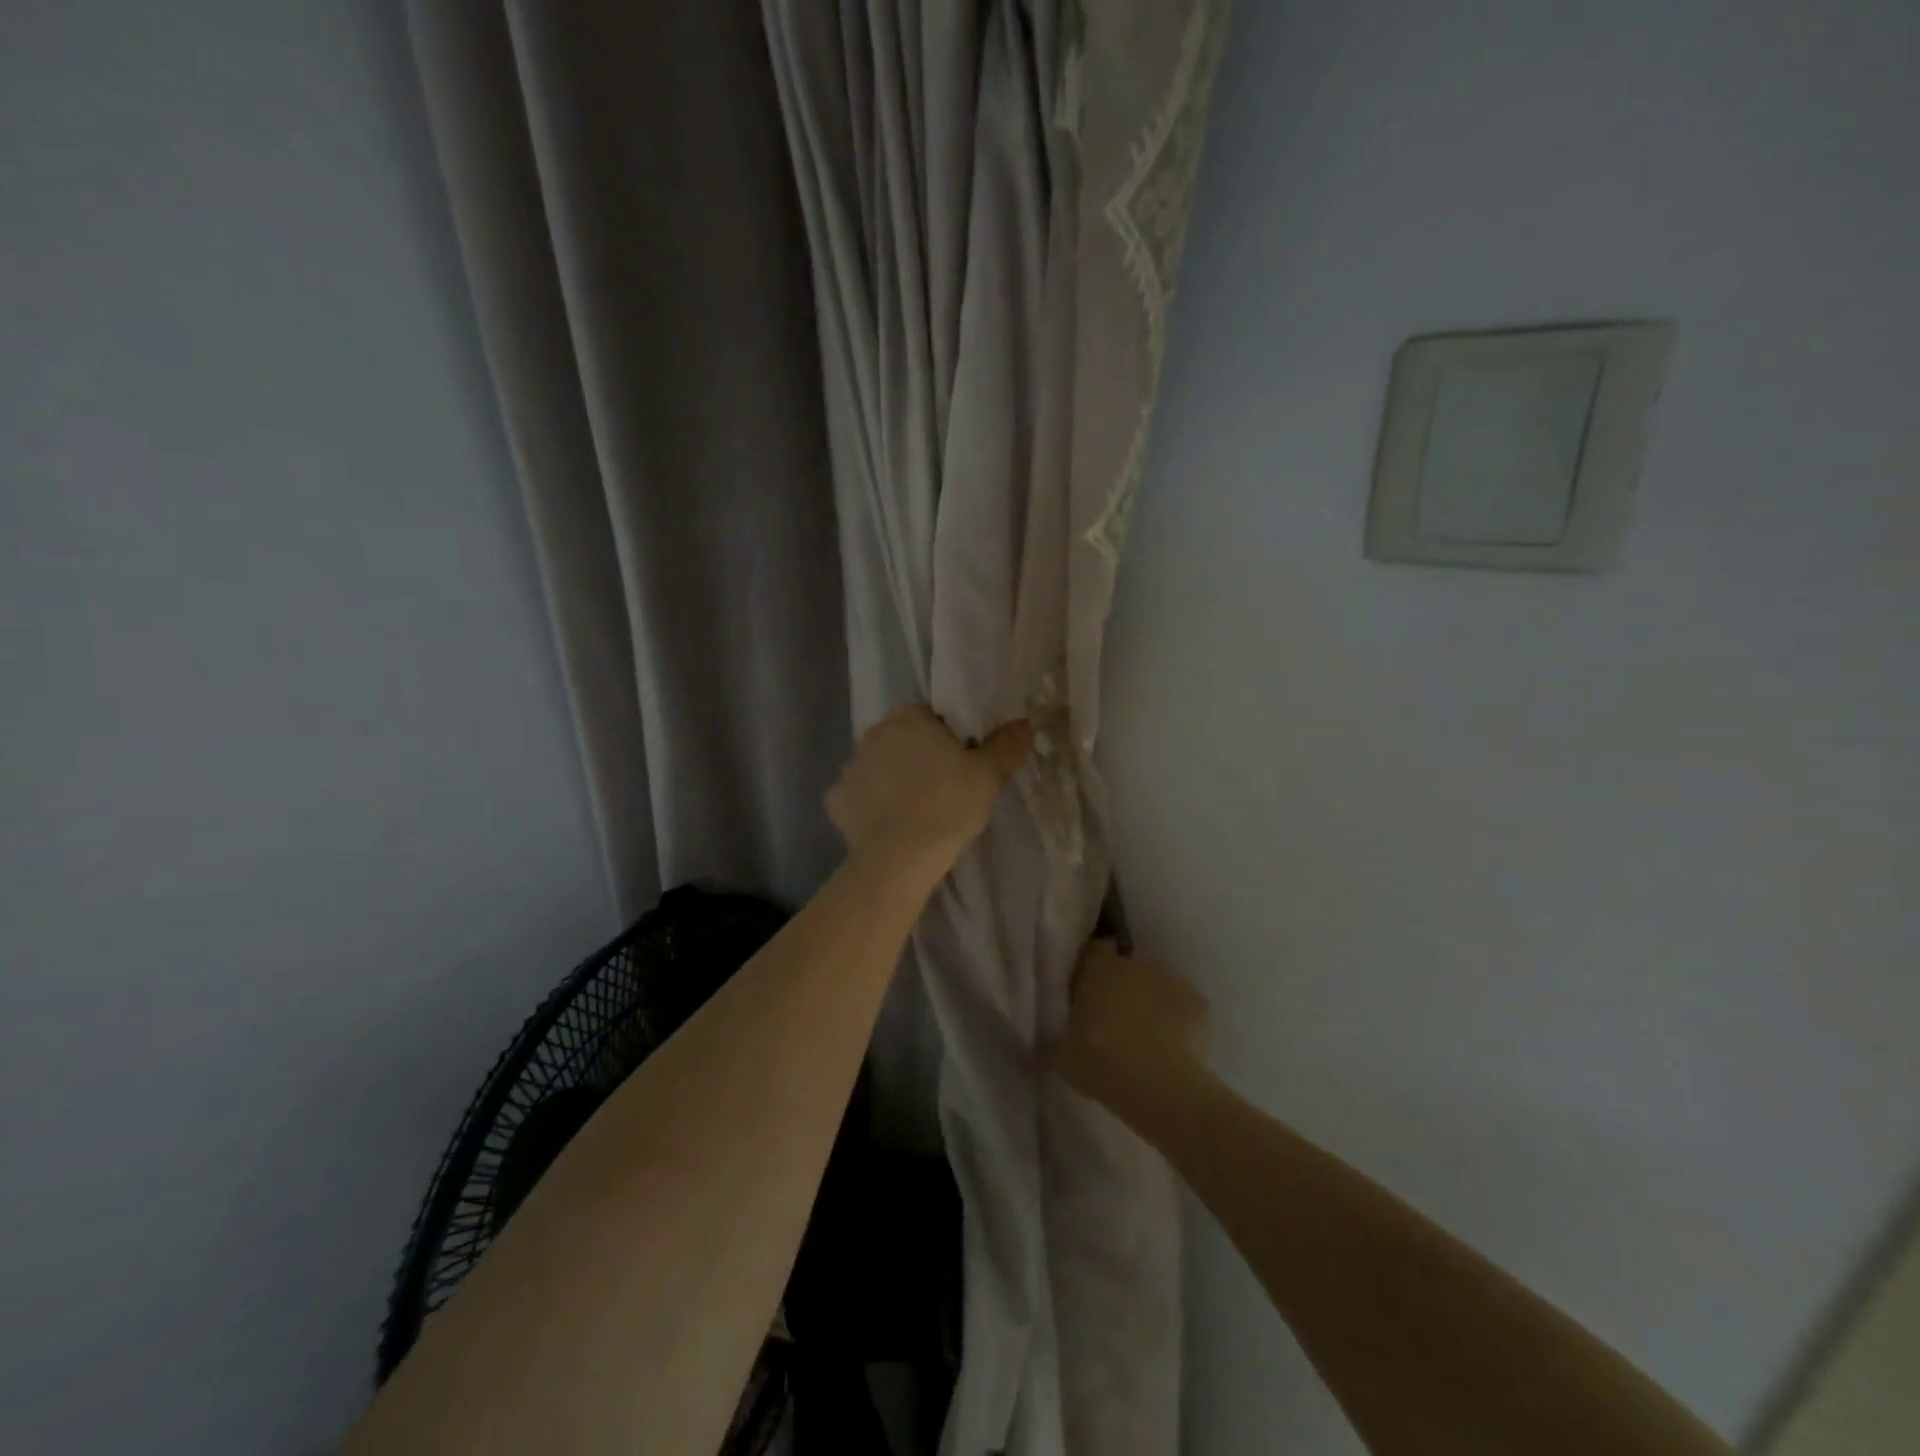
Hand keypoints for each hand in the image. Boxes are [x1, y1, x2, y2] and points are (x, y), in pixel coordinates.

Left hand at [827, 704, 1032, 864]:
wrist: (899, 857)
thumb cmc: (948, 805)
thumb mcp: (988, 775)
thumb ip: (1006, 744)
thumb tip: (1025, 723)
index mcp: (908, 717)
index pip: (930, 717)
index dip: (948, 739)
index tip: (962, 765)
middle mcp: (873, 734)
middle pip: (901, 740)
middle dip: (918, 757)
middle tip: (944, 789)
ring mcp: (850, 767)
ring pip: (878, 767)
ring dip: (893, 780)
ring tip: (917, 812)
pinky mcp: (835, 801)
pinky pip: (859, 797)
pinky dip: (871, 807)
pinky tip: (890, 827)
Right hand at [1045, 939, 1211, 1110]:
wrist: (1160, 1085)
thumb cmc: (1100, 1060)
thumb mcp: (1061, 1057)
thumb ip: (1050, 1044)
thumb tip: (1036, 1048)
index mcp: (1099, 967)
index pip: (1092, 951)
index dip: (1089, 970)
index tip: (1084, 993)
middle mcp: (1135, 963)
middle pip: (1125, 969)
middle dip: (1120, 989)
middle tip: (1111, 1023)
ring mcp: (1170, 980)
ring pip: (1155, 987)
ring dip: (1148, 1004)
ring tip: (1143, 1042)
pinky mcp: (1198, 1003)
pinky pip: (1181, 1008)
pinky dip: (1176, 1023)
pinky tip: (1170, 1051)